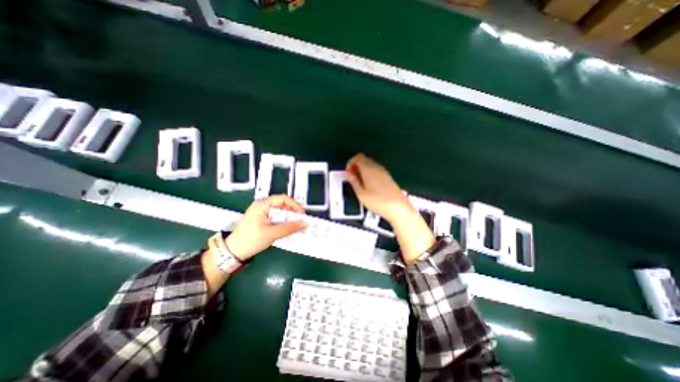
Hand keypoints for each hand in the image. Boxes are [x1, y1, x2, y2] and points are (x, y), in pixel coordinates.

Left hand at [224, 195, 305, 259]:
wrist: (232, 252)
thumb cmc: (251, 240)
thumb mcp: (271, 234)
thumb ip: (289, 228)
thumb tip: (305, 224)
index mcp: (262, 205)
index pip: (282, 199)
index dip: (294, 205)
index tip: (302, 214)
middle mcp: (262, 206)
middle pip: (281, 204)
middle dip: (292, 212)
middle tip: (301, 221)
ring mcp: (261, 213)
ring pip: (279, 212)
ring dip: (288, 218)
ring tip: (296, 225)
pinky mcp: (261, 220)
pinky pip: (275, 218)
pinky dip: (283, 222)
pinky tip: (288, 228)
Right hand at [347, 153, 410, 223]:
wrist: (398, 207)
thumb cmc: (378, 201)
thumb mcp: (361, 193)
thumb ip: (353, 181)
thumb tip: (348, 174)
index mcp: (369, 169)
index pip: (358, 157)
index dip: (350, 163)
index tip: (348, 172)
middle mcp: (377, 167)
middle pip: (364, 160)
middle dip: (356, 166)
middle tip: (352, 178)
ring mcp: (384, 172)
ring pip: (370, 165)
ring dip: (363, 171)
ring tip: (359, 183)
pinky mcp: (388, 177)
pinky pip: (376, 171)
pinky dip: (370, 174)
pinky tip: (369, 185)